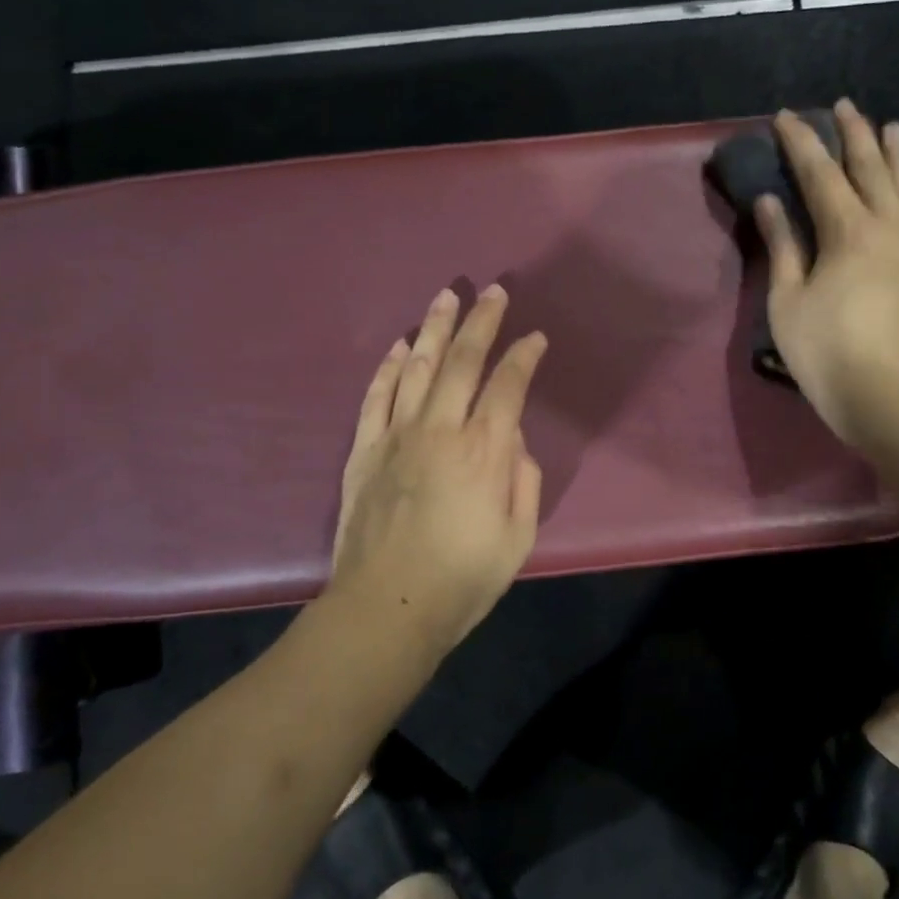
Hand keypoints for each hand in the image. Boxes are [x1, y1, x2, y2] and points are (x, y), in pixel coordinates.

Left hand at [329, 285, 547, 653]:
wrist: (387, 607)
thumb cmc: (462, 579)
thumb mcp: (518, 537)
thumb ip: (522, 480)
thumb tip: (513, 440)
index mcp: (484, 450)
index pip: (509, 385)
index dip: (524, 355)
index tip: (535, 338)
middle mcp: (440, 429)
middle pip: (463, 361)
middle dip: (482, 321)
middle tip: (494, 291)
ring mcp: (396, 435)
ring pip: (417, 366)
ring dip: (435, 328)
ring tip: (447, 297)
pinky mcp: (364, 449)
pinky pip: (376, 395)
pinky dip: (388, 366)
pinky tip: (399, 344)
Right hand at [755, 100, 898, 448]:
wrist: (890, 395)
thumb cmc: (826, 350)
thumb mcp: (788, 299)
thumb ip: (783, 245)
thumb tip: (770, 201)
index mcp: (848, 231)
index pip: (820, 174)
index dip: (801, 144)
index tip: (785, 117)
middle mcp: (888, 226)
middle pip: (870, 167)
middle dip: (853, 134)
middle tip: (841, 106)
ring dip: (891, 152)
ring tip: (886, 125)